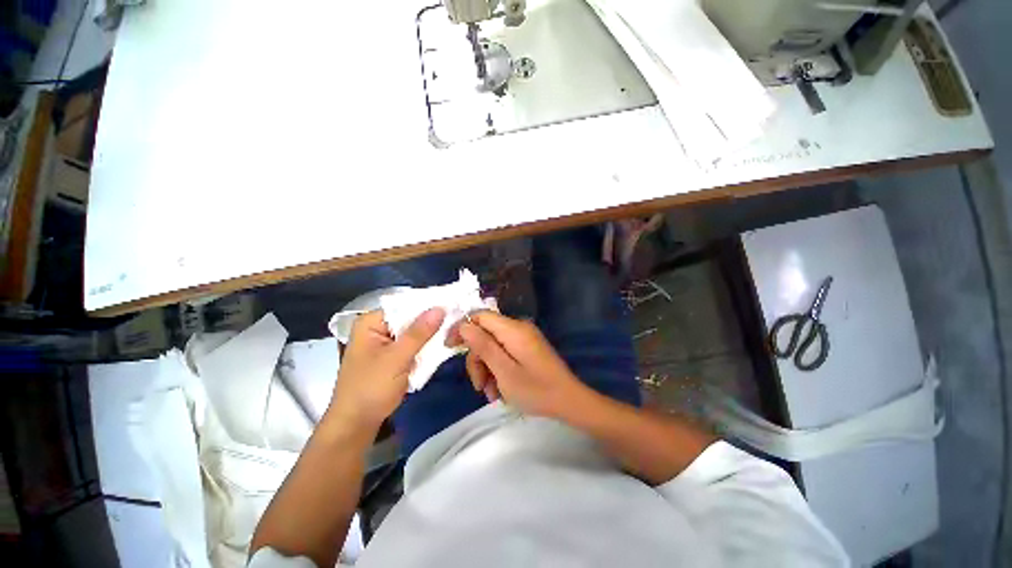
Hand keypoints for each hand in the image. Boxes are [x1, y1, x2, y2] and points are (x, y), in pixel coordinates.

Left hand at [327, 308, 445, 431]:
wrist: (357, 424)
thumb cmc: (371, 388)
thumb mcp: (397, 358)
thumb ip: (419, 333)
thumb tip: (441, 308)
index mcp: (371, 322)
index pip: (404, 305)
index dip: (428, 304)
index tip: (452, 304)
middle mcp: (378, 328)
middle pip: (410, 318)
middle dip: (432, 320)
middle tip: (458, 316)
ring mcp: (386, 342)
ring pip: (414, 332)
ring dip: (431, 333)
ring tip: (455, 327)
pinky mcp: (393, 355)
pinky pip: (413, 344)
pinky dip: (426, 345)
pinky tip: (443, 342)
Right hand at [457, 311, 585, 417]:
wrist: (569, 401)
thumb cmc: (536, 389)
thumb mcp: (504, 371)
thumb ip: (483, 346)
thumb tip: (464, 325)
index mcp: (513, 329)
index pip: (480, 315)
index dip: (463, 327)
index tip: (450, 347)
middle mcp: (518, 328)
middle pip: (485, 334)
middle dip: (477, 359)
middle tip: (478, 385)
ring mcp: (524, 339)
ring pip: (493, 346)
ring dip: (487, 369)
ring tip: (491, 394)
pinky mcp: (527, 349)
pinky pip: (505, 353)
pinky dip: (498, 370)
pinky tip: (500, 390)